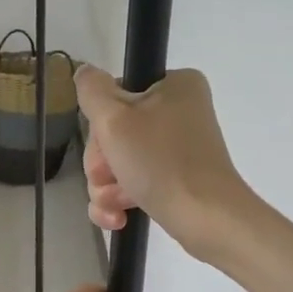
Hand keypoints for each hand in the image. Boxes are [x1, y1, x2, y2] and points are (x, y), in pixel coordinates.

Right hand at [75, 65, 250, 260]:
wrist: (207, 219)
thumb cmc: (160, 162)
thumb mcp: (114, 118)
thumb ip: (92, 90)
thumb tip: (85, 72)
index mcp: (175, 86)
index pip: (116, 95)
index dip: (101, 124)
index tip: (105, 145)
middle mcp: (181, 112)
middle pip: (116, 132)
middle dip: (102, 163)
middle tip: (108, 177)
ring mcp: (180, 148)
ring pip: (121, 162)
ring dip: (107, 186)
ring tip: (115, 204)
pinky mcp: (178, 180)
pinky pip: (136, 183)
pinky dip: (121, 200)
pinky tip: (117, 219)